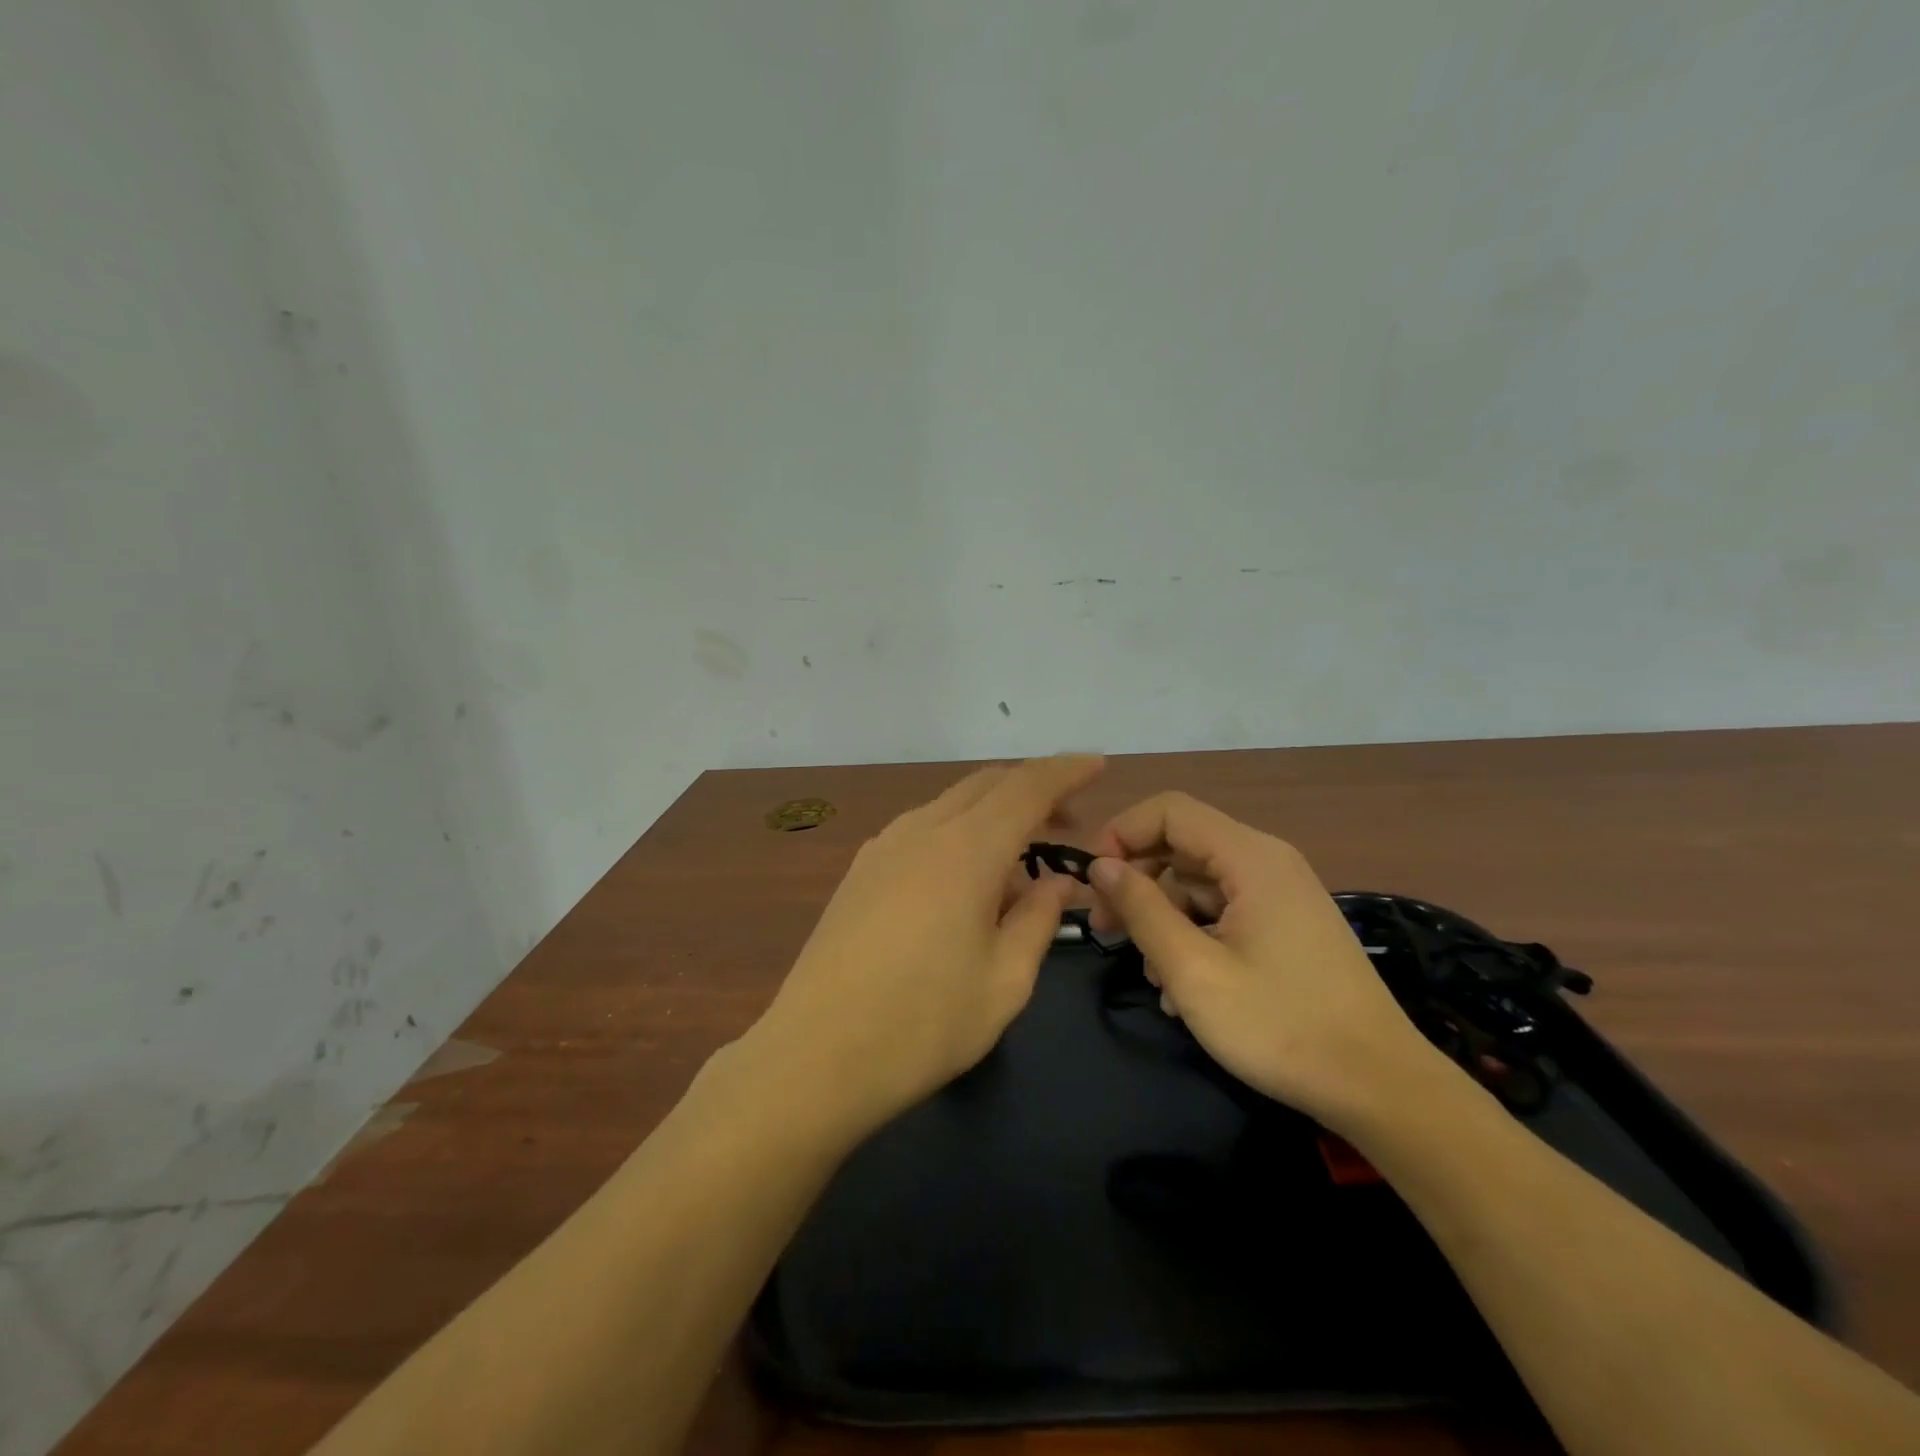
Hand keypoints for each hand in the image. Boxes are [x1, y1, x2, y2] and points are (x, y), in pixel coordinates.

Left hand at [743, 756, 1104, 1138]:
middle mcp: (922, 831)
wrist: (814, 1057)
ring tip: (1019, 866)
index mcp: (965, 850)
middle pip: (986, 785)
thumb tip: (1057, 882)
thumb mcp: (1005, 982)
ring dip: (993, 815)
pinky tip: (965, 884)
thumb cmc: (923, 1025)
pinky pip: (922, 830)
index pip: (1027, 787)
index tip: (1098, 765)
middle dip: (1033, 791)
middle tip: (1068, 824)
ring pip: (951, 805)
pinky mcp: (860, 871)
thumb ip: (1039, 920)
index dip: (1066, 771)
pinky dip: (958, 835)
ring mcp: (883, 847)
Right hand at [1087, 792, 1450, 1128]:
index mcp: (1250, 857)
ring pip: (1198, 883)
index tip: (1092, 882)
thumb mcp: (1193, 970)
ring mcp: (1280, 895)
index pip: (1168, 811)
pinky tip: (1181, 989)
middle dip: (1136, 881)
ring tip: (1150, 976)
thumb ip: (1141, 909)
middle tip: (1105, 929)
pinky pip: (1223, 911)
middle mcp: (1267, 862)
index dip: (1121, 834)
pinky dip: (1193, 936)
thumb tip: (1101, 866)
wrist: (1380, 1088)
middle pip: (1181, 845)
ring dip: (1163, 919)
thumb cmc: (1280, 1026)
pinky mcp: (1286, 926)